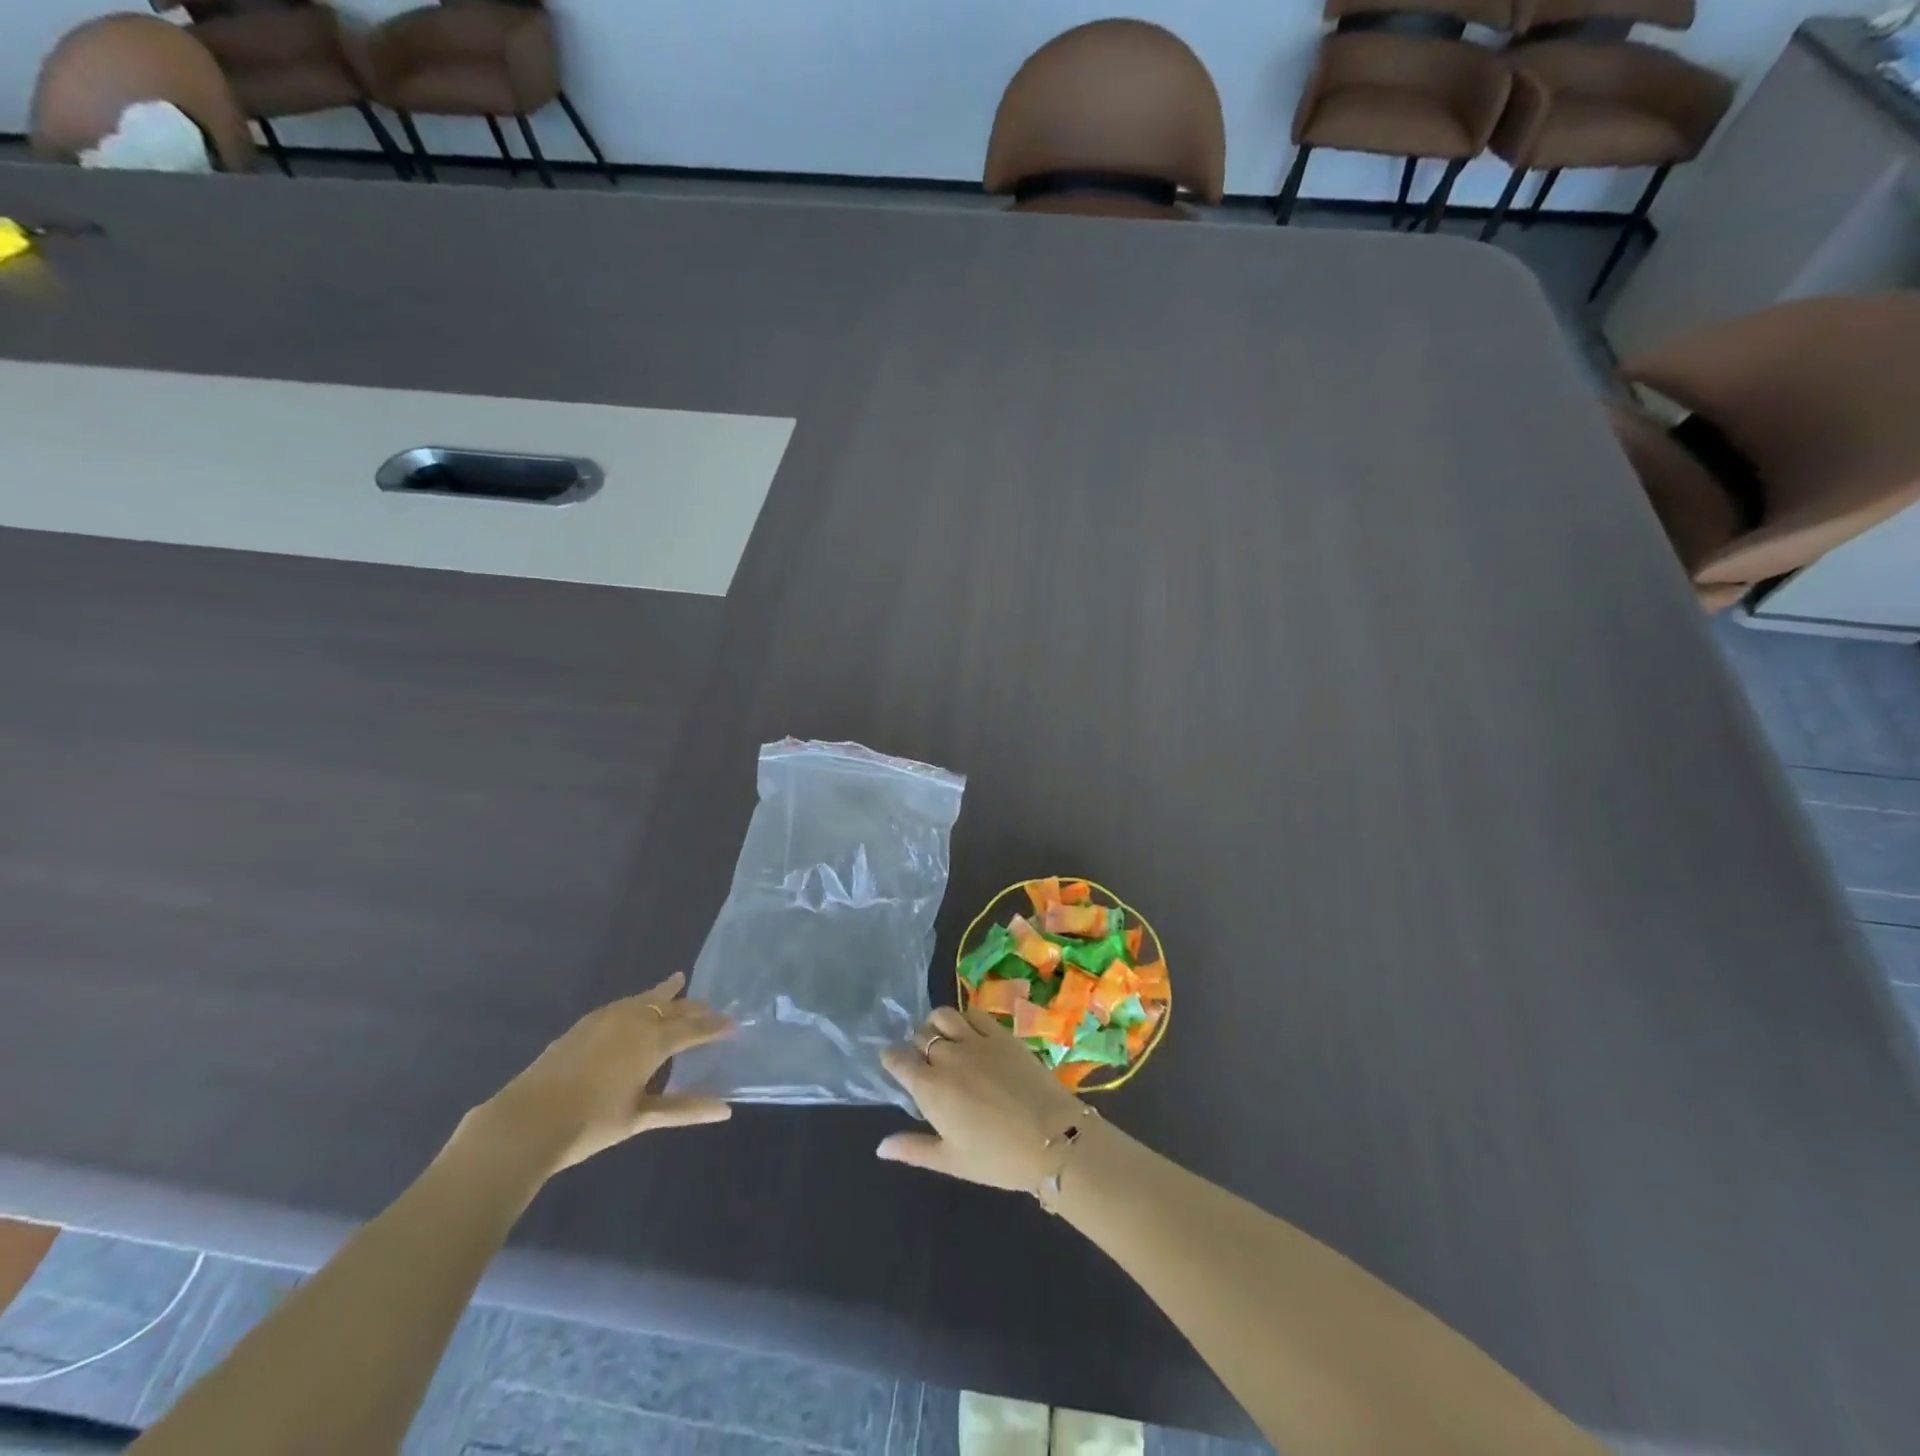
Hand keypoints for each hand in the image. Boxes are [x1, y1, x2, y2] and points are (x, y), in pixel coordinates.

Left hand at [463, 973, 734, 1178]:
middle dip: (693, 1008)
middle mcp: (634, 1021)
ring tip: (678, 983)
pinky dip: (638, 1001)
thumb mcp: (640, 1118)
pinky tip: (634, 1006)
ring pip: (644, 998)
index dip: (714, 1027)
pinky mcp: (584, 1024)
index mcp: (652, 1042)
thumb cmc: (589, 1124)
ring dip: (664, 995)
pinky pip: (622, 1004)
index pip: (693, 1029)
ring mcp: (606, 1019)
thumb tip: (725, 1110)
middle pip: (671, 1008)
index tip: (732, 1024)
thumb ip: (683, 1109)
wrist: (526, 1123)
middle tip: (709, 1007)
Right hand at [876, 1006, 1087, 1192]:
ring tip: (943, 1039)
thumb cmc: (999, 1158)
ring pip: (943, 1015)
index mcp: (930, 1088)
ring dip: (936, 1024)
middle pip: (920, 1036)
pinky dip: (965, 1018)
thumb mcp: (952, 1161)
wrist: (1053, 1138)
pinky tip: (970, 1032)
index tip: (893, 1063)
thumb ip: (913, 1149)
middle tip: (925, 1061)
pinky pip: (974, 1013)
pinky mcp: (1001, 1033)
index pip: (898, 1059)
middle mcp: (947, 1057)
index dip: (892, 1058)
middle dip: (916, 1045)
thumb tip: (880, 1146)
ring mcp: (975, 1040)